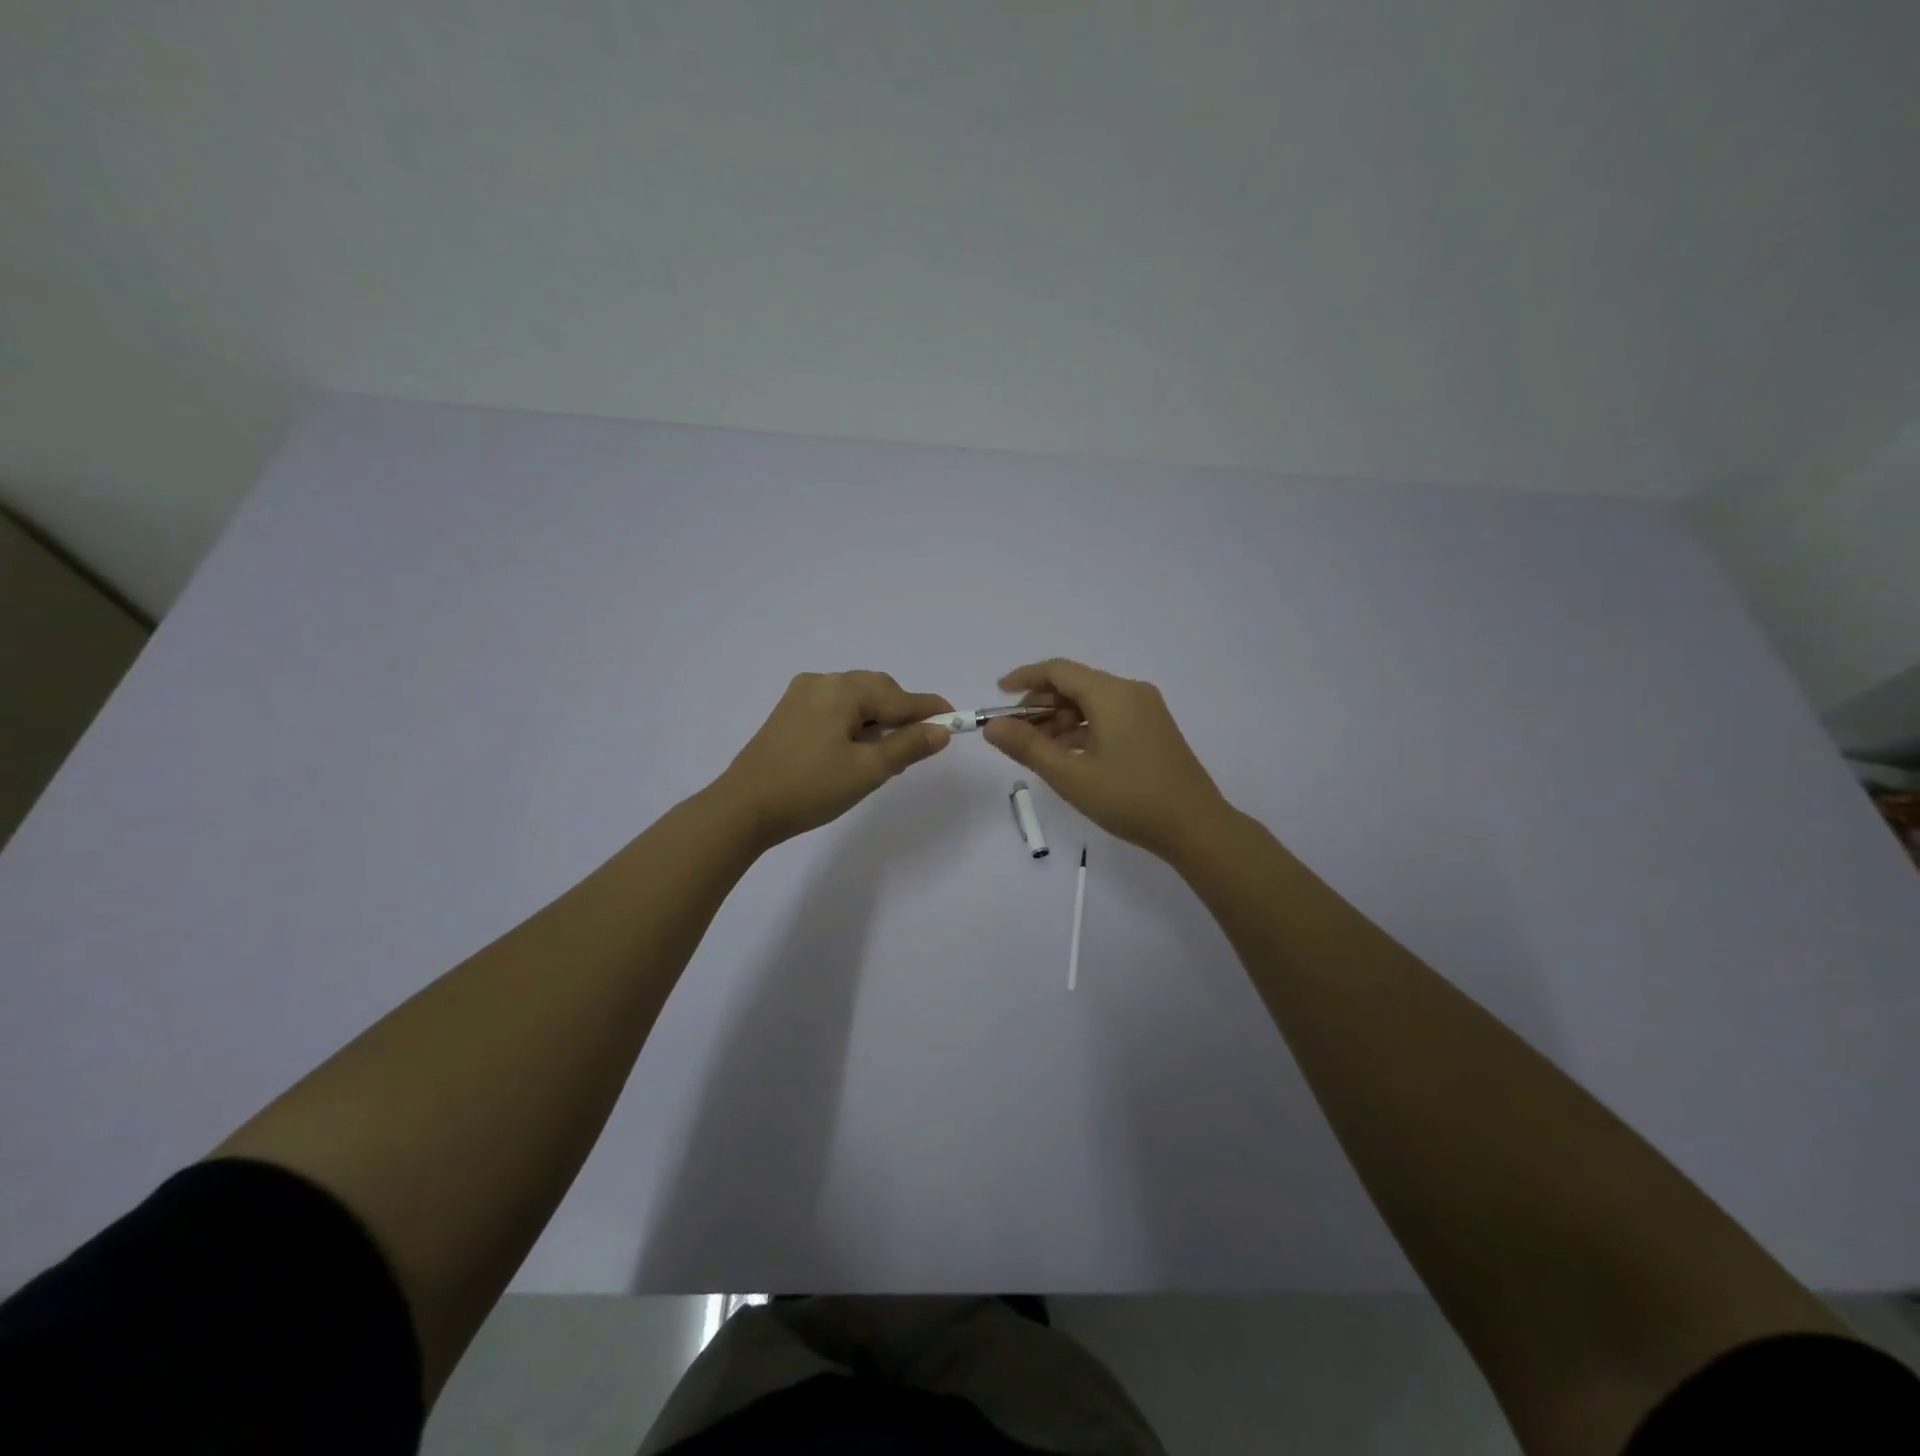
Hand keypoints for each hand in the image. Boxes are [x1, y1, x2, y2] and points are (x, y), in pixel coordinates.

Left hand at [716, 672, 953, 848]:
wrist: (744, 808)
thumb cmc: (811, 787)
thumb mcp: (868, 769)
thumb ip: (908, 746)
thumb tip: (941, 730)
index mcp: (843, 690)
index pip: (899, 696)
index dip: (929, 710)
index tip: (956, 721)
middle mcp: (821, 682)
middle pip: (877, 691)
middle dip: (901, 715)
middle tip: (918, 746)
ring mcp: (801, 696)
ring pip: (855, 700)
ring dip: (878, 720)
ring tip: (886, 756)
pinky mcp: (788, 714)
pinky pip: (835, 710)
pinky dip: (854, 724)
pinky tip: (856, 751)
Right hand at [982, 658, 1230, 859]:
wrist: (1195, 826)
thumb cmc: (1130, 798)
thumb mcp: (1070, 775)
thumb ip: (1028, 747)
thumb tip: (992, 726)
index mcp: (1111, 694)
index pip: (1058, 670)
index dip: (1025, 678)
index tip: (998, 693)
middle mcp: (1130, 692)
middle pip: (1075, 684)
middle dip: (1041, 704)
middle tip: (1016, 735)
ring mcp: (1146, 710)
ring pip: (1092, 702)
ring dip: (1061, 720)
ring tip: (1039, 751)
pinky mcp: (1154, 729)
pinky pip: (1109, 716)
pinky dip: (1084, 729)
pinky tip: (1069, 756)